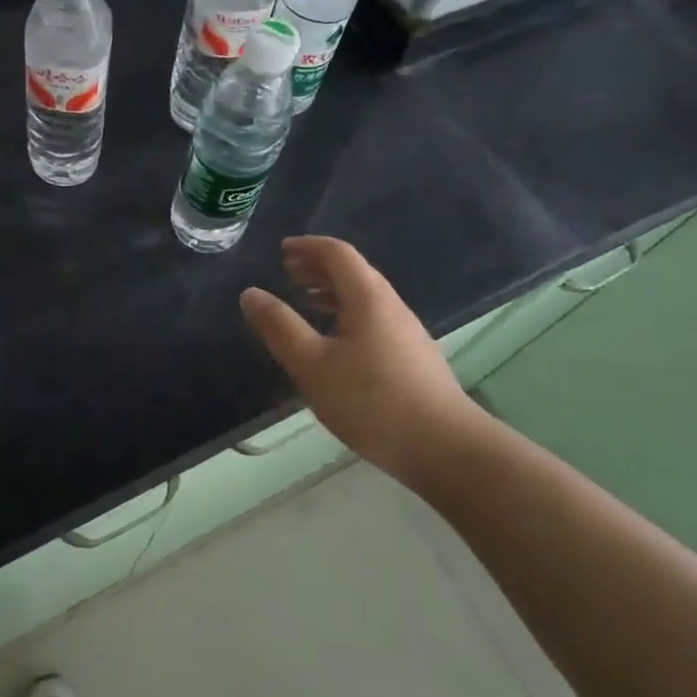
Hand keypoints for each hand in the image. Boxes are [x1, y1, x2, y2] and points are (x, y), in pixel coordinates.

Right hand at [239, 236, 488, 481]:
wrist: (446, 449)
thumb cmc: (371, 402)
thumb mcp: (312, 365)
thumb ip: (279, 327)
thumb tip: (251, 293)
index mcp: (368, 298)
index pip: (338, 254)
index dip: (308, 247)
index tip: (281, 250)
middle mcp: (391, 306)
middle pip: (354, 272)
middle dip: (318, 267)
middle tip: (288, 273)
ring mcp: (407, 333)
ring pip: (365, 297)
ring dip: (333, 291)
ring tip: (306, 303)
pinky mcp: (414, 358)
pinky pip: (374, 319)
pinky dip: (347, 314)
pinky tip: (336, 343)